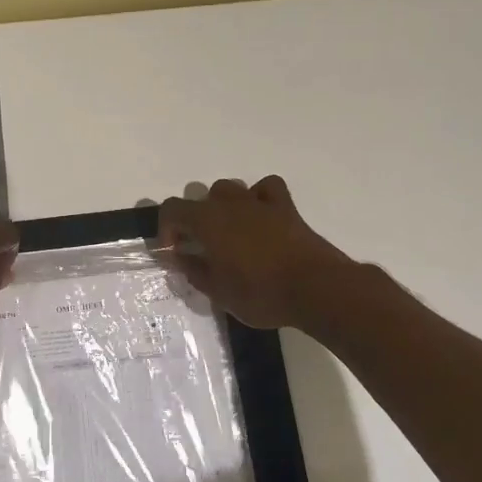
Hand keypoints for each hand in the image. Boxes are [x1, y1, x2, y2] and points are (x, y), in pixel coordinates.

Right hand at [158, 176, 353, 329]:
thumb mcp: (217, 291)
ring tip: (229, 235)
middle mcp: (229, 203)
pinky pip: (266, 188)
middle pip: (200, 198)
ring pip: (230, 189)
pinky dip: (258, 197)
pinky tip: (259, 216)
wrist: (315, 289)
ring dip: (222, 207)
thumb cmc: (259, 293)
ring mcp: (259, 202)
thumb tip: (177, 256)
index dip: (166, 229)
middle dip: (194, 220)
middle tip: (201, 248)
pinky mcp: (286, 208)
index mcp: (207, 221)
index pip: (172, 209)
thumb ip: (192, 269)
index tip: (175, 252)